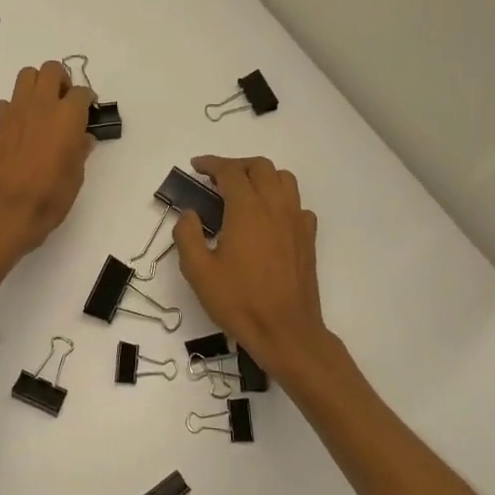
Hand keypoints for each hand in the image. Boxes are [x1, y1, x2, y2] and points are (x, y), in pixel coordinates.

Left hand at [0, 62, 95, 262]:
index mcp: (68, 117)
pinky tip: (16, 130)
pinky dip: (13, 110)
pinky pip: (5, 103)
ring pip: (25, 77)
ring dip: (36, 86)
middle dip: (60, 81)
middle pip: (51, 70)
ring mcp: (13, 111)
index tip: (88, 110)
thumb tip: (82, 138)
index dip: (87, 100)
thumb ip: (80, 151)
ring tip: (39, 109)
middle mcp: (41, 105)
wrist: (4, 212)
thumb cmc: (48, 199)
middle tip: (63, 102)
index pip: (81, 92)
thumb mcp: (75, 177)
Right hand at [175, 155, 330, 379]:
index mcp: (247, 210)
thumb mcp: (198, 271)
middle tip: (216, 178)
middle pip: (260, 167)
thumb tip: (190, 214)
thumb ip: (187, 235)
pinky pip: (297, 205)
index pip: (230, 172)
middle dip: (236, 165)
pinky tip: (268, 219)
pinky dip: (280, 200)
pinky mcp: (308, 239)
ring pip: (284, 180)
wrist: (285, 331)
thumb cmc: (238, 301)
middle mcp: (275, 207)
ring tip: (243, 191)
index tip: (196, 167)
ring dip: (262, 177)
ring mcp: (296, 222)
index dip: (211, 164)